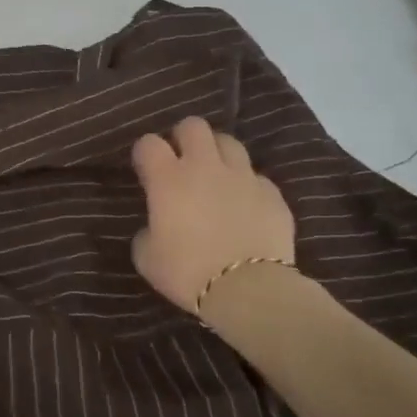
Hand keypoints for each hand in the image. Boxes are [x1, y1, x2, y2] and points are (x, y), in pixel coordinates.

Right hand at [130, 116, 295, 312]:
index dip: (145, 152)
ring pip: (229, 142)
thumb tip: (155, 227)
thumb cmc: (188, 273)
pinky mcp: (272, 194)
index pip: (149, 143)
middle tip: (181, 160)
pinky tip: (244, 205)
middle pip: (193, 126)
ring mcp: (242, 177)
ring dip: (217, 153)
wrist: (249, 291)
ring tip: (215, 174)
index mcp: (168, 179)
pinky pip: (256, 177)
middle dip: (183, 137)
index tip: (145, 168)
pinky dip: (247, 186)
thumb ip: (147, 232)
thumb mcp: (147, 257)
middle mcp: (205, 167)